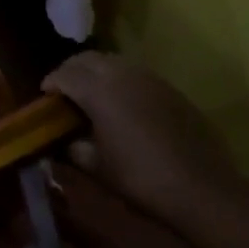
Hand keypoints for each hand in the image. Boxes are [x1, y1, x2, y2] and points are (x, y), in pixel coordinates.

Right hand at [42, 52, 245, 225]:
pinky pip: (136, 74)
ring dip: (96, 72)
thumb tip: (62, 142)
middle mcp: (122, 74)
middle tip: (65, 92)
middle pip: (87, 59)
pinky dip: (120, 81)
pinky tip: (124, 105)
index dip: (50, 83)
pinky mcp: (170, 88)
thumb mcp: (97, 167)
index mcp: (98, 90)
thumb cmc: (141, 178)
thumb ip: (73, 148)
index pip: (64, 74)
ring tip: (93, 96)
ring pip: (112, 62)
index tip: (45, 98)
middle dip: (71, 70)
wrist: (202, 189)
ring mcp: (149, 78)